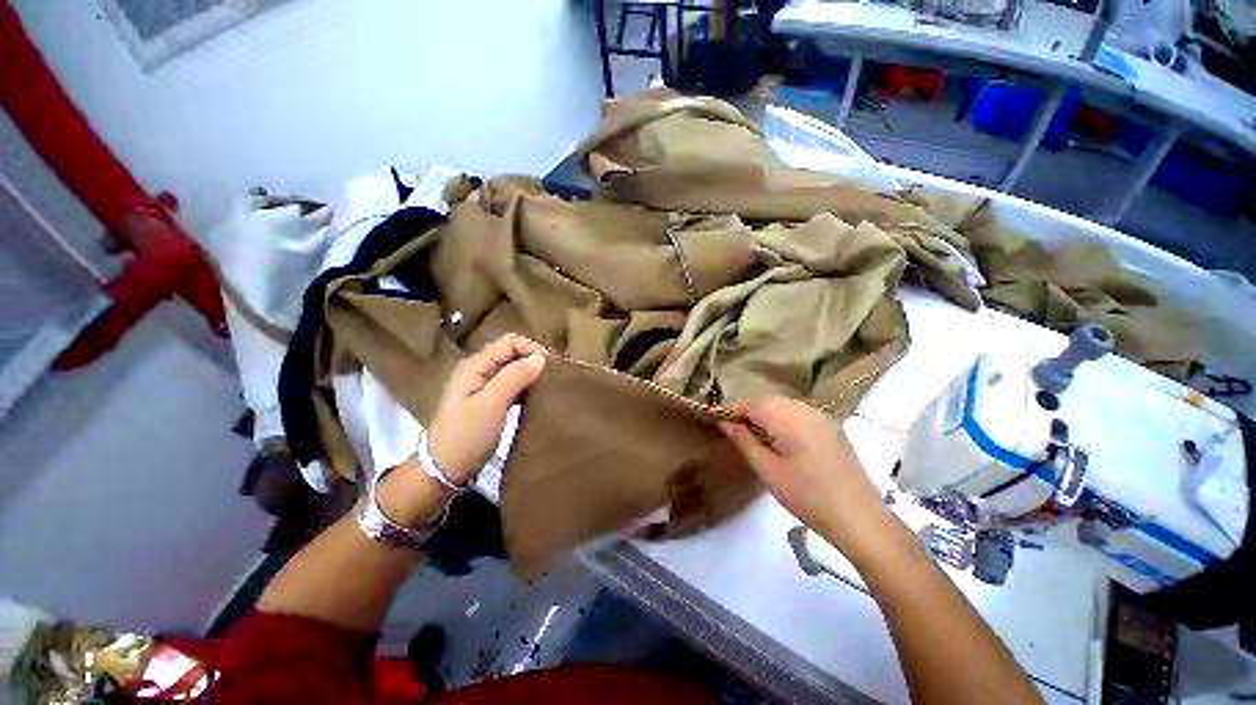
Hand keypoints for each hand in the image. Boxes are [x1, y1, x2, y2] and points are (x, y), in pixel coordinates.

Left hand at [427, 334, 547, 484]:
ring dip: (531, 374)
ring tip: (548, 386)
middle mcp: (478, 370)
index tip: (551, 367)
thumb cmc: (467, 435)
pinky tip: (535, 397)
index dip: (532, 349)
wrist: (444, 470)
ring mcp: (482, 385)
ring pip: (513, 369)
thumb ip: (515, 377)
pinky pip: (511, 384)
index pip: (510, 342)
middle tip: (553, 377)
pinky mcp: (487, 400)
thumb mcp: (491, 404)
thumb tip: (541, 358)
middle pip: (511, 353)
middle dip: (533, 360)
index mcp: (475, 365)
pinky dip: (525, 387)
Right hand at [720, 398, 895, 561]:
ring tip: (756, 437)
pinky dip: (784, 419)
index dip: (733, 410)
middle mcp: (806, 410)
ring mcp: (822, 418)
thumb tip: (725, 423)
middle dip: (750, 412)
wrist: (860, 518)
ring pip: (785, 405)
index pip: (752, 404)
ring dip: (767, 415)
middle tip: (736, 431)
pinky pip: (800, 414)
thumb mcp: (768, 471)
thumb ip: (744, 442)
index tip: (718, 421)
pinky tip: (782, 440)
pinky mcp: (832, 428)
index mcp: (788, 418)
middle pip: (769, 401)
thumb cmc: (807, 496)